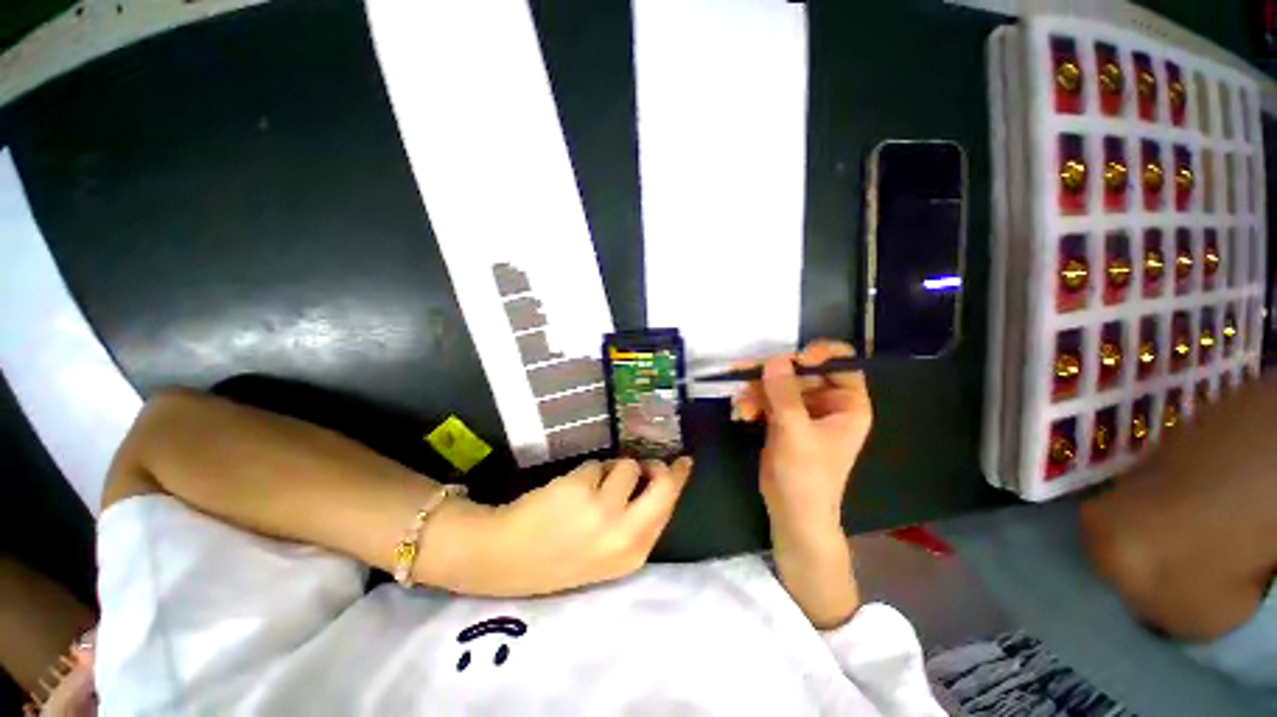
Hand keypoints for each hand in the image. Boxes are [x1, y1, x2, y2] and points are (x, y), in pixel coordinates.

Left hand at [434, 457, 691, 597]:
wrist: (503, 558)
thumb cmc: (558, 556)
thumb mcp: (607, 554)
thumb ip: (635, 521)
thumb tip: (650, 476)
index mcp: (632, 553)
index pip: (668, 508)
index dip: (677, 481)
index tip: (683, 463)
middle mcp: (624, 532)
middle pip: (662, 484)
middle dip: (662, 468)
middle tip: (654, 461)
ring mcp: (603, 509)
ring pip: (627, 466)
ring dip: (613, 470)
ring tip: (590, 488)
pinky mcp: (582, 488)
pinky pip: (599, 464)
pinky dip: (589, 471)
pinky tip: (570, 490)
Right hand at [732, 339, 871, 627]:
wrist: (791, 512)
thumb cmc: (806, 475)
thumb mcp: (795, 432)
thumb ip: (784, 394)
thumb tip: (775, 358)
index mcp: (847, 404)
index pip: (841, 363)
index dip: (819, 354)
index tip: (794, 358)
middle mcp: (828, 402)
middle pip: (801, 371)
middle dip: (772, 375)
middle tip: (745, 371)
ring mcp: (803, 410)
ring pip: (779, 384)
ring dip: (757, 390)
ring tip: (741, 405)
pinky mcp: (783, 418)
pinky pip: (767, 398)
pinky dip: (753, 402)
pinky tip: (742, 414)